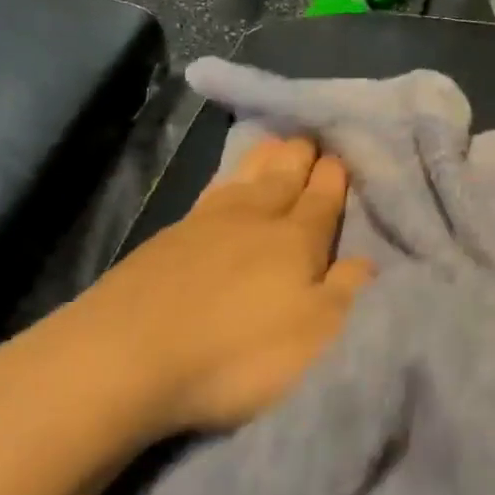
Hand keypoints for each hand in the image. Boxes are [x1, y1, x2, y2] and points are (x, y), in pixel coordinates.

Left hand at [19, 138, 372, 441]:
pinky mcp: (164, 239)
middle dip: (300, 157)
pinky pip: (209, 193)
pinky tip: (224, 185)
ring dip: (262, 160)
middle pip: (282, 179)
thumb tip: (368, 259)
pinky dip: (225, 180)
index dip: (333, 180)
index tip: (340, 156)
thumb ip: (347, 293)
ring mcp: (203, 225)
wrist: (126, 358)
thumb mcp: (316, 336)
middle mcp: (253, 221)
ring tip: (273, 142)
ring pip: (243, 180)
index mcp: (295, 242)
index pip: (322, 201)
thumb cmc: (237, 354)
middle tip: (309, 136)